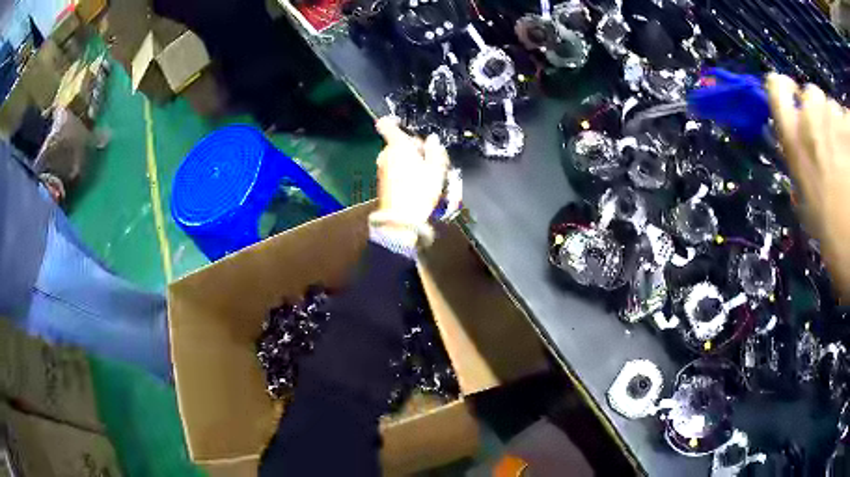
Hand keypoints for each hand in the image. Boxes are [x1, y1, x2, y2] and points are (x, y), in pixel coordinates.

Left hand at [373, 117, 448, 244]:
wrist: (401, 219)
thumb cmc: (420, 191)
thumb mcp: (436, 170)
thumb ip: (435, 151)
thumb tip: (433, 140)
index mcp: (398, 146)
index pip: (387, 125)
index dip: (393, 120)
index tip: (402, 122)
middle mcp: (386, 154)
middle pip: (398, 142)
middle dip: (413, 146)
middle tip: (429, 158)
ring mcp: (382, 168)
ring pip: (397, 156)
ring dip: (409, 159)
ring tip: (425, 173)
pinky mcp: (382, 181)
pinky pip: (394, 168)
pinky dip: (403, 170)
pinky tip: (416, 183)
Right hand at [766, 74, 849, 295]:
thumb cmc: (839, 245)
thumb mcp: (814, 215)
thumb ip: (806, 176)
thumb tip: (805, 160)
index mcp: (797, 145)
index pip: (777, 90)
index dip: (784, 89)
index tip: (793, 96)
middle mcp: (814, 120)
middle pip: (813, 97)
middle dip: (823, 117)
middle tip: (836, 151)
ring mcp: (836, 119)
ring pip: (834, 108)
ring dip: (840, 129)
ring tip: (849, 163)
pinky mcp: (846, 124)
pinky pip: (844, 118)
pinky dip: (848, 133)